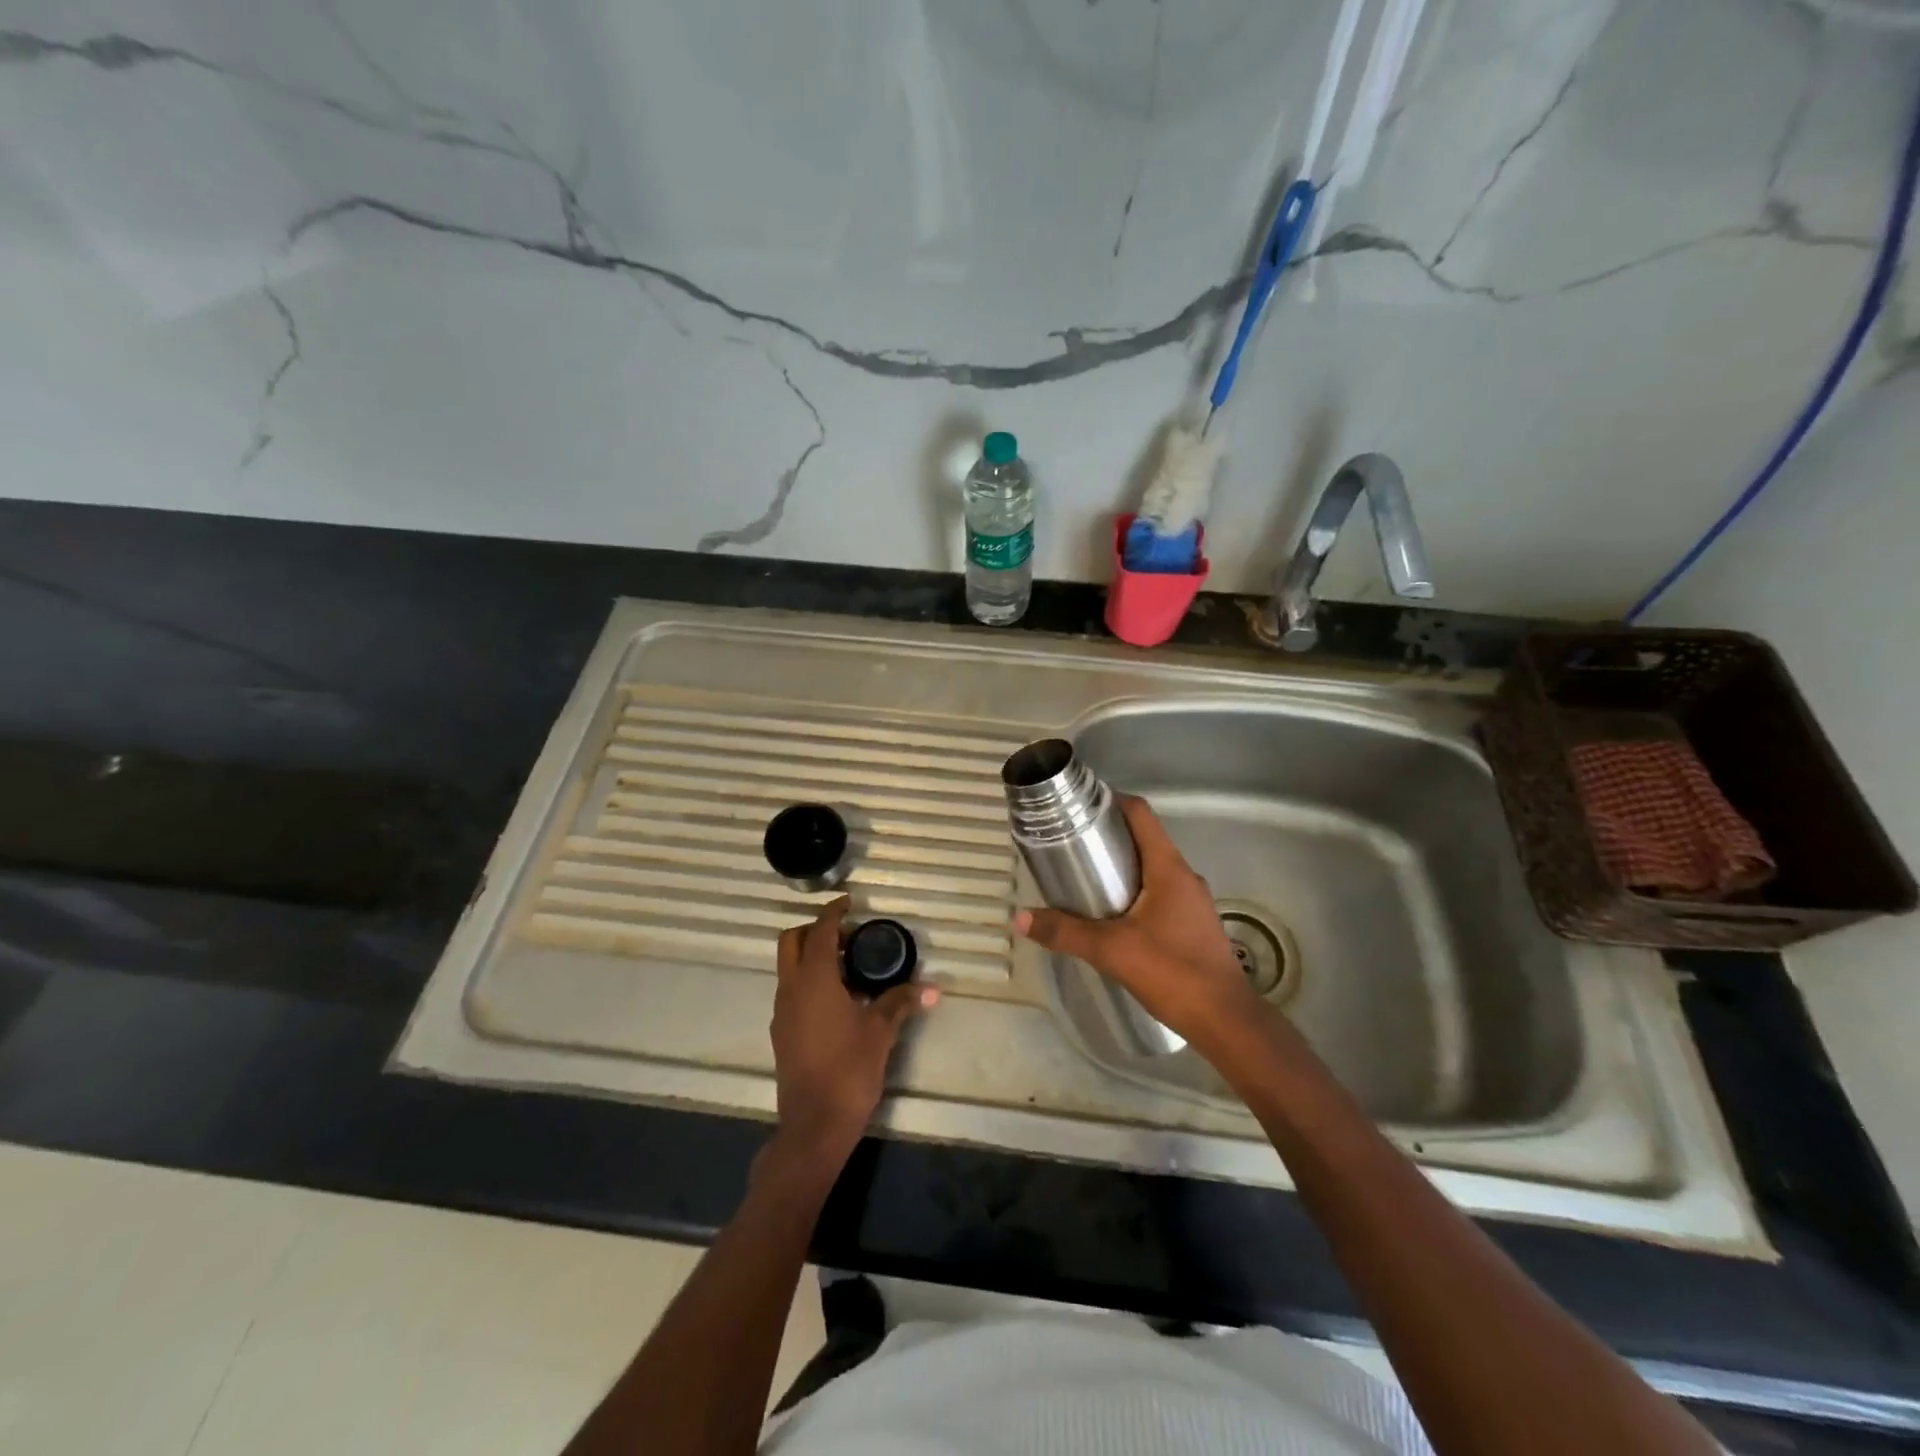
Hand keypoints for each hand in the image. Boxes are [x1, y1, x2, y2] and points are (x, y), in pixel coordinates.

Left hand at [770, 897, 937, 1163]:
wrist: (814, 1125)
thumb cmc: (848, 1069)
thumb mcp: (881, 1031)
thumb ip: (901, 1001)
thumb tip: (930, 988)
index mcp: (814, 979)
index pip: (820, 931)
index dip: (833, 912)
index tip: (849, 902)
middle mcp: (791, 989)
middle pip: (792, 942)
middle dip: (817, 931)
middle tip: (849, 937)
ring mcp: (782, 1012)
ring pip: (790, 968)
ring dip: (813, 957)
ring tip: (850, 968)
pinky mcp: (782, 1033)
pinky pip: (792, 991)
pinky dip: (810, 981)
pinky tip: (839, 1000)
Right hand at [1014, 795, 1253, 1040]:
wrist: (1226, 1021)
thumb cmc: (1173, 972)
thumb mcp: (1112, 951)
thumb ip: (1066, 932)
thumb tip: (1021, 918)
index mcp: (1169, 868)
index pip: (1141, 814)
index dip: (1112, 801)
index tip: (1080, 805)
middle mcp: (1184, 876)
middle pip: (1144, 839)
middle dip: (1109, 836)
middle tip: (1071, 843)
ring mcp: (1191, 901)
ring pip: (1151, 868)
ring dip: (1121, 865)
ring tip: (1084, 876)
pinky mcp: (1192, 923)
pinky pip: (1159, 892)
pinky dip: (1134, 891)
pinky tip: (1111, 914)